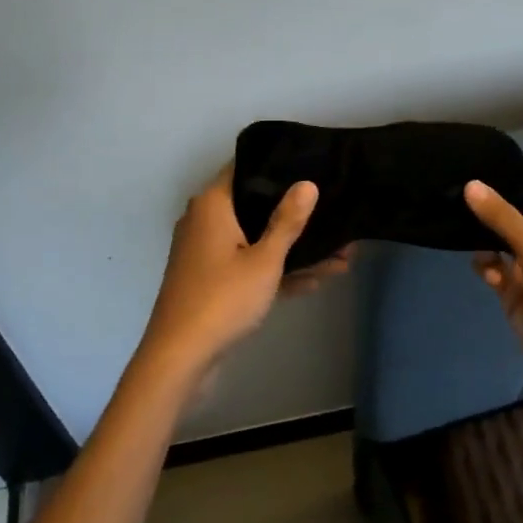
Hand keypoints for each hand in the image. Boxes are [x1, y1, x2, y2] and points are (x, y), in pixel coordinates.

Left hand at [137, 168, 347, 389]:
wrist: (179, 358)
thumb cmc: (222, 299)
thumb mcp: (264, 260)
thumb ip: (287, 221)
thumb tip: (307, 183)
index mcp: (212, 205)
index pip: (246, 168)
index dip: (278, 165)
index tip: (312, 164)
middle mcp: (205, 221)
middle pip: (255, 205)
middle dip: (295, 213)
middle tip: (335, 207)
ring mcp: (208, 253)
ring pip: (257, 239)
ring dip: (294, 248)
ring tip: (342, 252)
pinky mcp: (212, 280)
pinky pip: (250, 264)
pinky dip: (277, 270)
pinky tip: (319, 278)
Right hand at [464, 166, 522, 409]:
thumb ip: (501, 216)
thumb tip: (469, 184)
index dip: (513, 175)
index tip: (477, 170)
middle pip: (518, 206)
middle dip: (491, 204)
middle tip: (455, 194)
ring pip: (502, 235)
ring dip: (484, 235)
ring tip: (459, 227)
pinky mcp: (518, 284)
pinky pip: (495, 262)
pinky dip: (488, 263)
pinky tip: (487, 271)